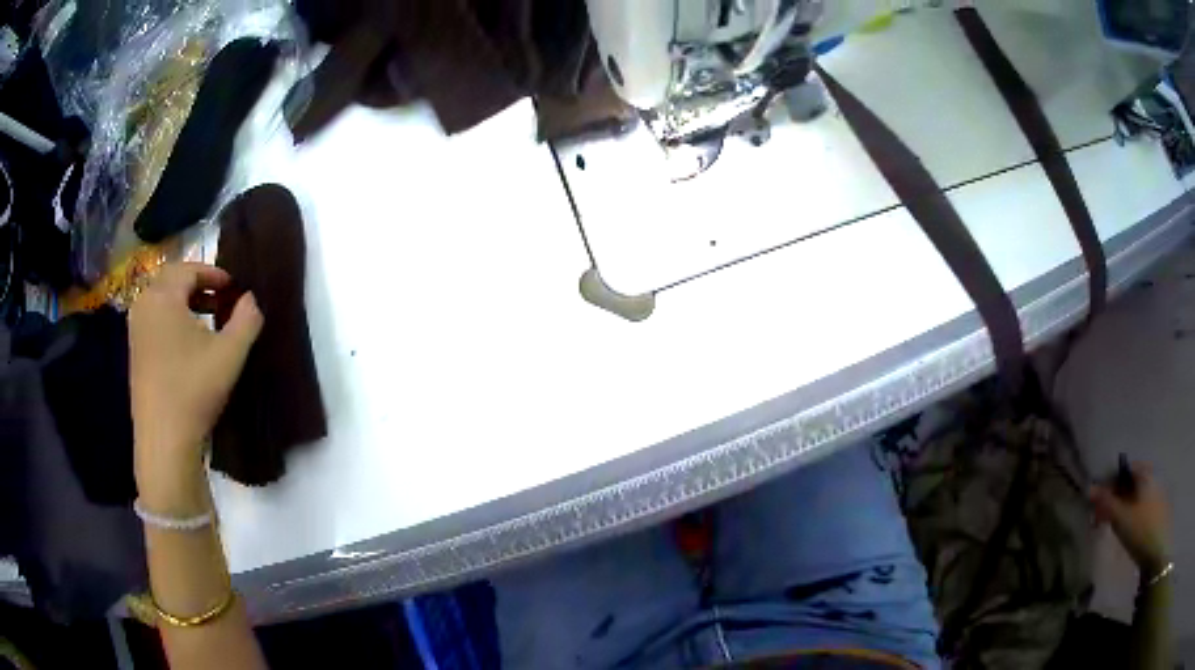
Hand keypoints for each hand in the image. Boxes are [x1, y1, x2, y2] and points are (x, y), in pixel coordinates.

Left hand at [129, 263, 262, 509]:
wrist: (164, 439)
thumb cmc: (194, 389)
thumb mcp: (230, 354)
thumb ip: (246, 319)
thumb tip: (250, 299)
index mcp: (163, 296)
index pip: (189, 269)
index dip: (214, 273)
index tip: (233, 287)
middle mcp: (144, 304)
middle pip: (171, 280)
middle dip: (197, 284)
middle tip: (220, 298)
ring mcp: (135, 329)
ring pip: (161, 300)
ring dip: (184, 302)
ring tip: (206, 319)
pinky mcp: (134, 352)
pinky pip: (153, 319)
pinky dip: (171, 319)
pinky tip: (186, 343)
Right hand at [1090, 462, 1170, 575]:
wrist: (1159, 549)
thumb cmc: (1141, 530)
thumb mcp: (1122, 519)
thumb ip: (1106, 504)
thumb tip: (1089, 488)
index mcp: (1145, 473)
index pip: (1124, 471)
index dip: (1110, 485)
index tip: (1098, 505)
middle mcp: (1152, 476)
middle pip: (1131, 484)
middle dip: (1117, 499)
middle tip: (1104, 520)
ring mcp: (1157, 493)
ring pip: (1137, 497)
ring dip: (1124, 509)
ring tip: (1115, 529)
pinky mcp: (1159, 509)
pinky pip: (1143, 507)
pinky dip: (1133, 515)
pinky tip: (1129, 532)